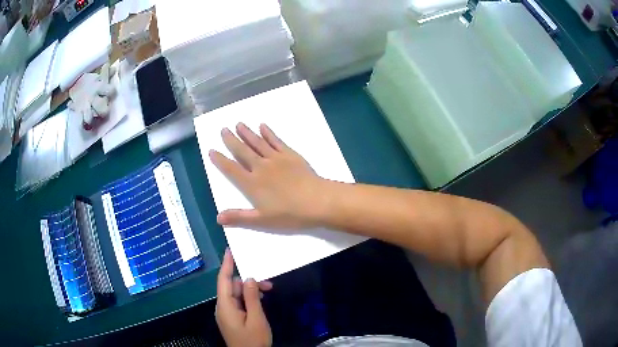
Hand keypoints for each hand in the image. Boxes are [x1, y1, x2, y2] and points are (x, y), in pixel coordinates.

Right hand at [209, 123, 329, 228]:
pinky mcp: (290, 155)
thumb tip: (218, 217)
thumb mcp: (262, 220)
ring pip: (257, 143)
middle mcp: (261, 167)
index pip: (231, 169)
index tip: (212, 150)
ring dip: (247, 133)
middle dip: (231, 140)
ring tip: (239, 124)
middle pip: (242, 151)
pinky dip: (268, 133)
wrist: (317, 201)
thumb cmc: (290, 214)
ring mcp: (276, 159)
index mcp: (252, 184)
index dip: (220, 160)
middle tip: (223, 129)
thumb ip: (239, 217)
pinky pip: (276, 141)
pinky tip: (263, 126)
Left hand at [216, 249, 272, 346]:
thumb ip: (251, 297)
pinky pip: (238, 303)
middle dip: (248, 282)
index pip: (224, 280)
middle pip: (233, 287)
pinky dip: (248, 300)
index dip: (226, 264)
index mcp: (225, 306)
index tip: (229, 250)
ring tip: (267, 292)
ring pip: (237, 295)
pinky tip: (259, 301)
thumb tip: (248, 278)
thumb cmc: (254, 340)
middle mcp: (223, 307)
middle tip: (268, 285)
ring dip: (250, 292)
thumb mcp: (256, 318)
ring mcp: (226, 313)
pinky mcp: (231, 318)